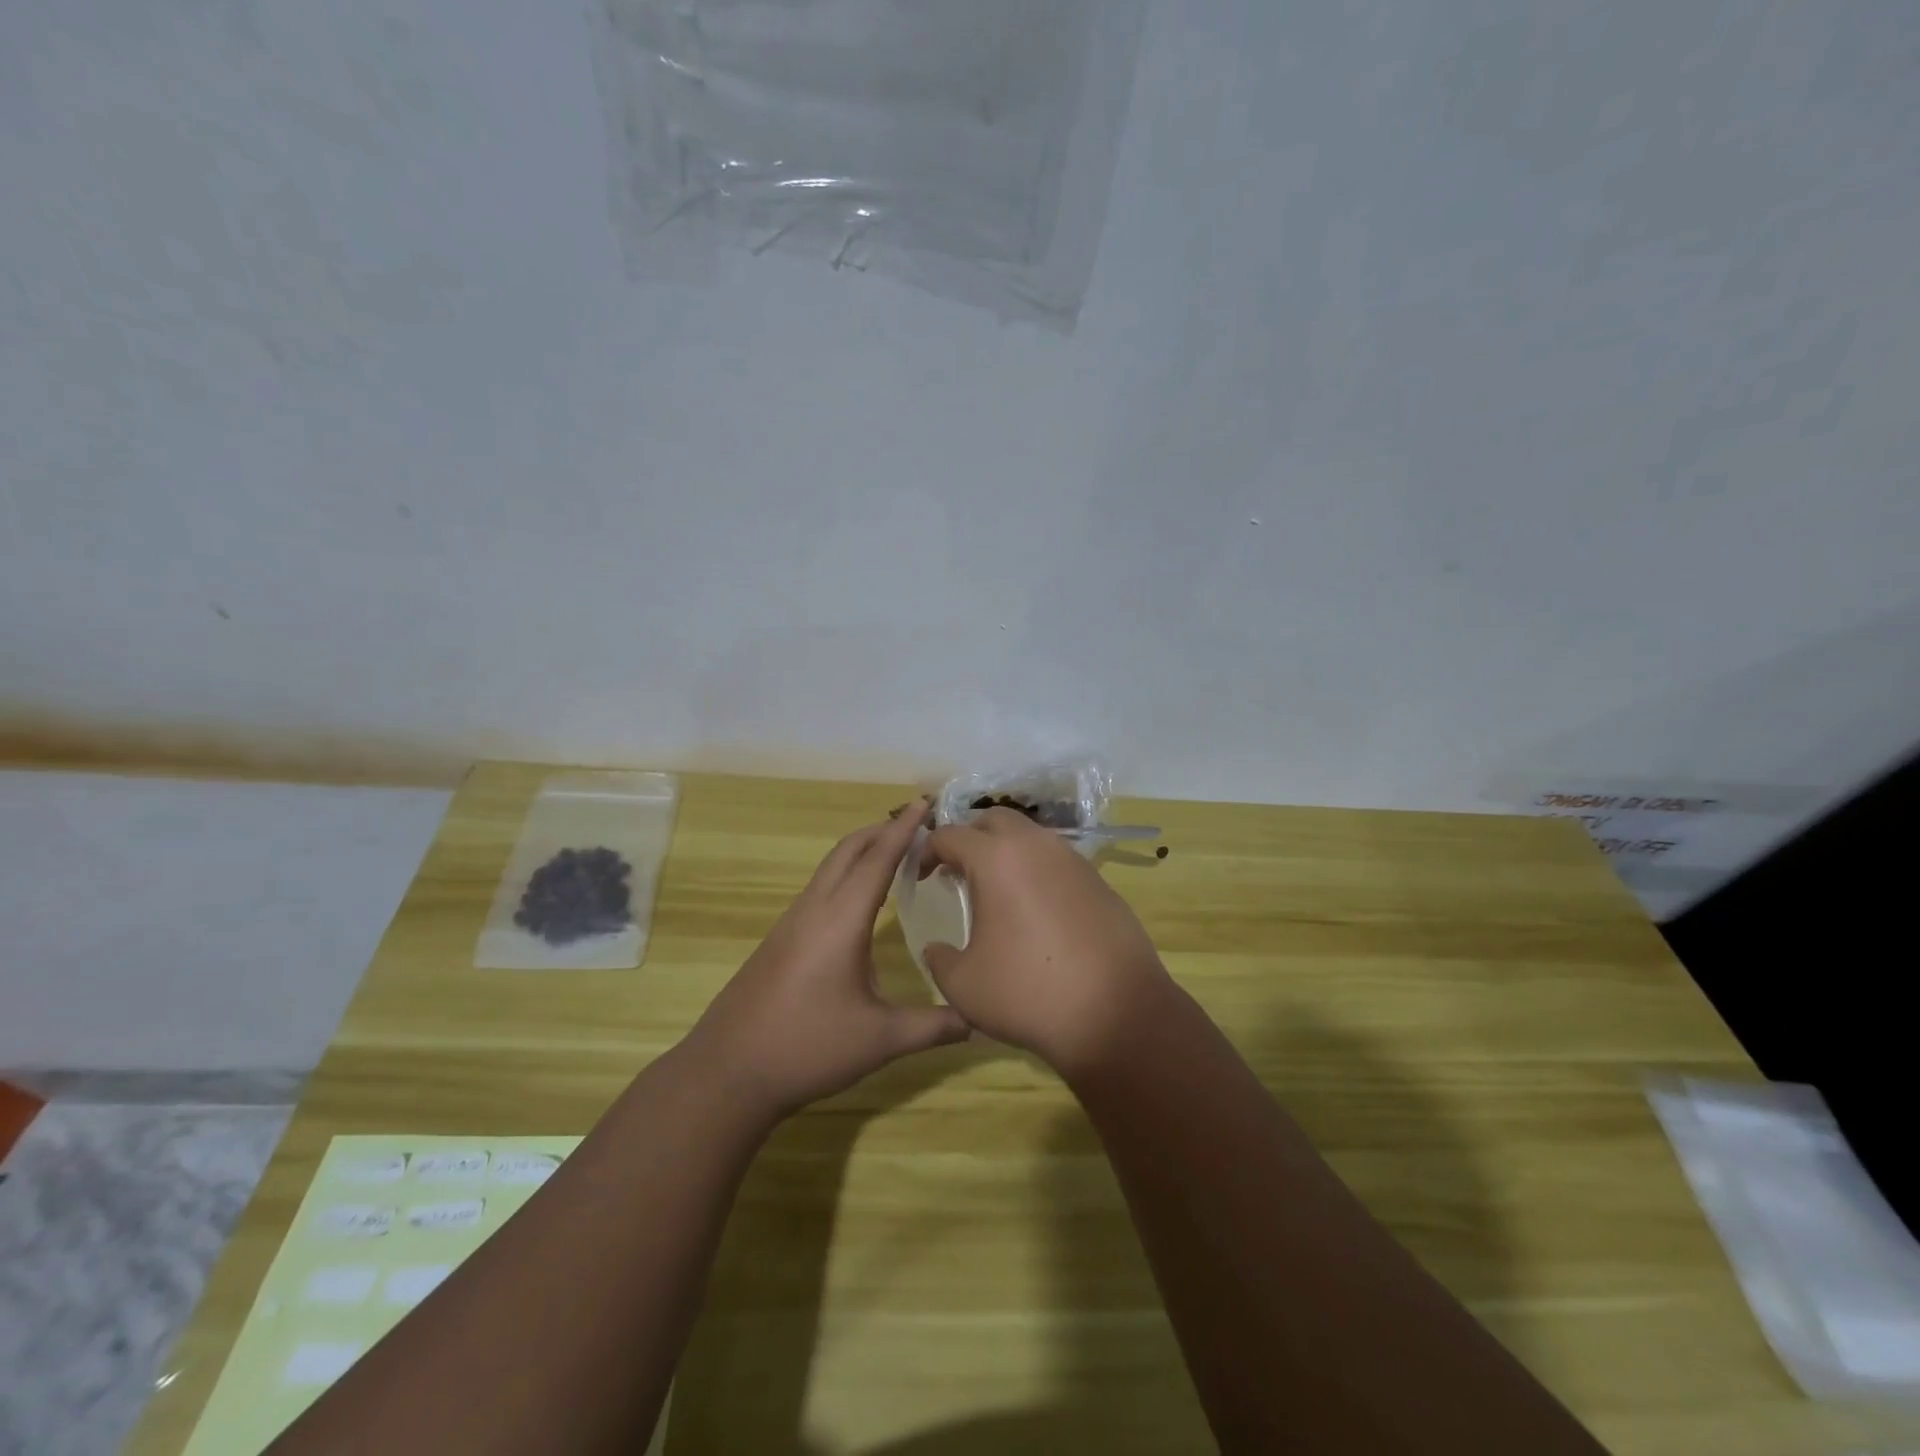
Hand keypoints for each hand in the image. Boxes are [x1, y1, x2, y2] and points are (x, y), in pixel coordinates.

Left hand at [685, 799, 970, 1118]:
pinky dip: (847, 874)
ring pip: (831, 867)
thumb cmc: (808, 1047)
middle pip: (849, 850)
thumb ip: (933, 1026)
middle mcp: (815, 908)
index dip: (904, 829)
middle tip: (919, 824)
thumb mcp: (880, 1040)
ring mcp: (792, 922)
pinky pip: (820, 888)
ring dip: (863, 850)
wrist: (728, 1071)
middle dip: (883, 829)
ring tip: (896, 853)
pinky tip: (861, 900)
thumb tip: (979, 1019)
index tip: (925, 802)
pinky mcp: (781, 939)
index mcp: (841, 919)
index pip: (878, 858)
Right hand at [919, 809, 1175, 1078]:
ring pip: (1030, 837)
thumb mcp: (963, 985)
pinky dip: (1037, 872)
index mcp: (996, 859)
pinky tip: (1036, 911)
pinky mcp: (1099, 881)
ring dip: (1006, 852)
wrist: (1117, 1014)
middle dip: (970, 837)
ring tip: (996, 891)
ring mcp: (1073, 860)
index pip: (950, 834)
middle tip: (958, 871)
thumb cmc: (1028, 993)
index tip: (922, 876)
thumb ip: (939, 958)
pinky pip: (1057, 861)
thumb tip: (937, 949)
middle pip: (994, 819)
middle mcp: (1035, 846)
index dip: (928, 851)